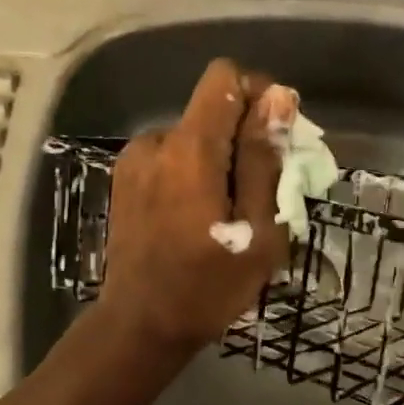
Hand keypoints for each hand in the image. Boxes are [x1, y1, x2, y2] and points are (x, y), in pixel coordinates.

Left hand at [97, 58, 284, 352]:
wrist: (138, 327)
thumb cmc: (208, 286)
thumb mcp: (257, 228)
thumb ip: (263, 157)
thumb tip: (278, 97)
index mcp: (190, 148)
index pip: (224, 77)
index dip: (257, 93)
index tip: (276, 136)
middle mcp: (157, 140)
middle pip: (212, 108)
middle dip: (245, 134)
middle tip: (263, 187)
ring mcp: (135, 158)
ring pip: (194, 134)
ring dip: (220, 157)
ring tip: (229, 210)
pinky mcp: (126, 178)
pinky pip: (173, 155)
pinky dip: (195, 171)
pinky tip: (199, 215)